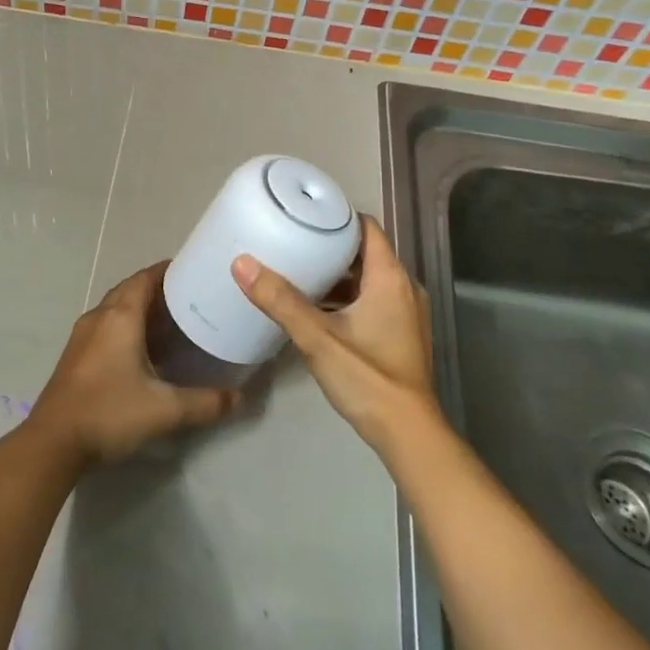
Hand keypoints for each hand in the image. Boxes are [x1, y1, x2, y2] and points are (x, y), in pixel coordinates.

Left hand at [29, 263, 240, 464]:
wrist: (52, 443)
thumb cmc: (109, 413)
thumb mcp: (165, 410)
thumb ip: (206, 403)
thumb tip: (240, 398)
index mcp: (120, 317)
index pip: (145, 278)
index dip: (168, 270)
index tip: (193, 271)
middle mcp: (99, 317)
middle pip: (130, 290)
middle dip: (157, 290)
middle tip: (189, 299)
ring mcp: (82, 336)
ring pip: (116, 309)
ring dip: (140, 309)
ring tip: (171, 322)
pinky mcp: (75, 355)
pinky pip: (105, 326)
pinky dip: (126, 326)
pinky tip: (142, 350)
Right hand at [232, 216, 439, 457]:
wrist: (407, 433)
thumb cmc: (367, 377)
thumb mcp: (317, 337)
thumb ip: (280, 300)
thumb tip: (242, 263)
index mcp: (390, 278)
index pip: (368, 228)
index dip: (338, 218)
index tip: (306, 216)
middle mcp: (404, 288)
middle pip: (366, 253)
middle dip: (331, 247)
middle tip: (293, 243)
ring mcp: (406, 313)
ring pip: (369, 280)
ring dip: (338, 276)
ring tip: (299, 273)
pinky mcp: (402, 335)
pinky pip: (373, 301)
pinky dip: (348, 298)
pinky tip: (317, 310)